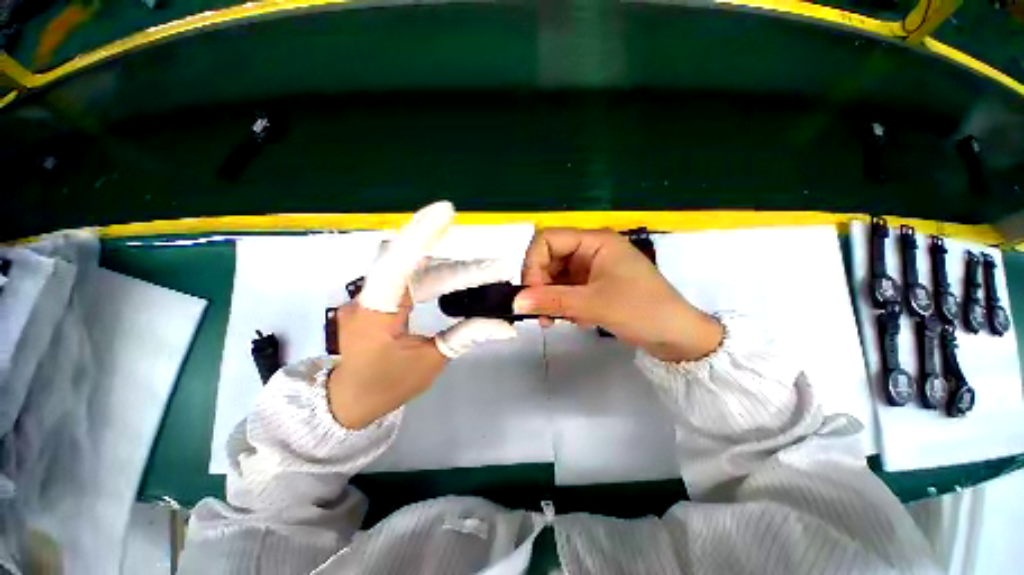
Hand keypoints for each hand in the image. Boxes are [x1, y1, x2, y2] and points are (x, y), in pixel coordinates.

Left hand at [327, 202, 516, 428]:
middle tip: (497, 270)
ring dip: (453, 270)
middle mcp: (370, 296)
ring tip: (487, 274)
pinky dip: (440, 274)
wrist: (349, 400)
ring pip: (417, 269)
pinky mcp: (382, 296)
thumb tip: (505, 325)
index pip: (397, 267)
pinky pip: (412, 276)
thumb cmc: (385, 386)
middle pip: (418, 267)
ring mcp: (374, 293)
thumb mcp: (431, 361)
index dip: (420, 237)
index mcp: (375, 314)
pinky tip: (462, 278)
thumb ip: (466, 335)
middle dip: (461, 268)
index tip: (445, 211)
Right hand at [513, 228, 722, 361]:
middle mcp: (591, 250)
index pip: (548, 239)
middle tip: (541, 314)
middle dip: (540, 286)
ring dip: (551, 298)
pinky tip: (575, 319)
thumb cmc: (641, 310)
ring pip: (556, 276)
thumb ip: (551, 300)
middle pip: (549, 259)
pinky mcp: (595, 285)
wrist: (677, 336)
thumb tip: (514, 302)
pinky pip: (567, 289)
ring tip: (554, 321)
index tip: (531, 293)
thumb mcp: (593, 304)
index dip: (533, 263)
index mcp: (595, 241)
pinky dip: (563, 304)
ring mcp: (593, 268)